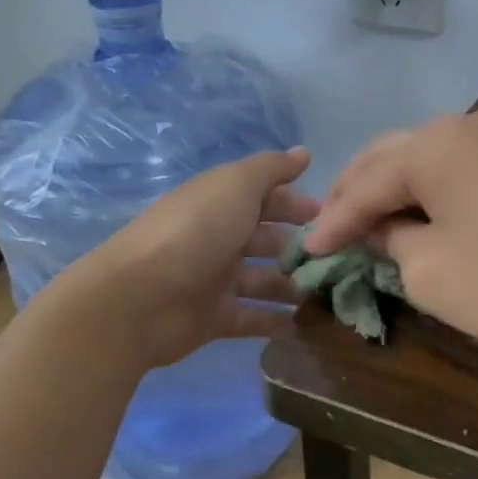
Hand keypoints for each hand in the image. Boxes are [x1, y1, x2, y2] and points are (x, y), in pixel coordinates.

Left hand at [75, 147, 319, 368]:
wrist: (139, 298)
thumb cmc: (194, 232)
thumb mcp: (235, 185)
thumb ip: (271, 169)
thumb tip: (304, 152)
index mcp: (221, 203)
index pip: (266, 198)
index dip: (297, 204)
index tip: (332, 216)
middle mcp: (219, 238)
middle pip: (268, 240)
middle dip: (301, 247)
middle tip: (339, 259)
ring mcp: (216, 280)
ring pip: (265, 280)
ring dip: (294, 286)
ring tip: (331, 295)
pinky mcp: (214, 318)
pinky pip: (254, 318)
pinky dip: (277, 322)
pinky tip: (308, 326)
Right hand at [305, 110, 477, 354]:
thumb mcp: (428, 270)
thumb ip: (390, 241)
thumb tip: (383, 228)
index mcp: (432, 143)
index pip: (365, 184)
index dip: (333, 222)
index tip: (305, 252)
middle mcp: (464, 124)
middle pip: (390, 157)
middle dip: (355, 194)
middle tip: (327, 230)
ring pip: (424, 159)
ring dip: (392, 189)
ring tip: (364, 221)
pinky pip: (457, 168)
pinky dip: (428, 191)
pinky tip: (415, 213)